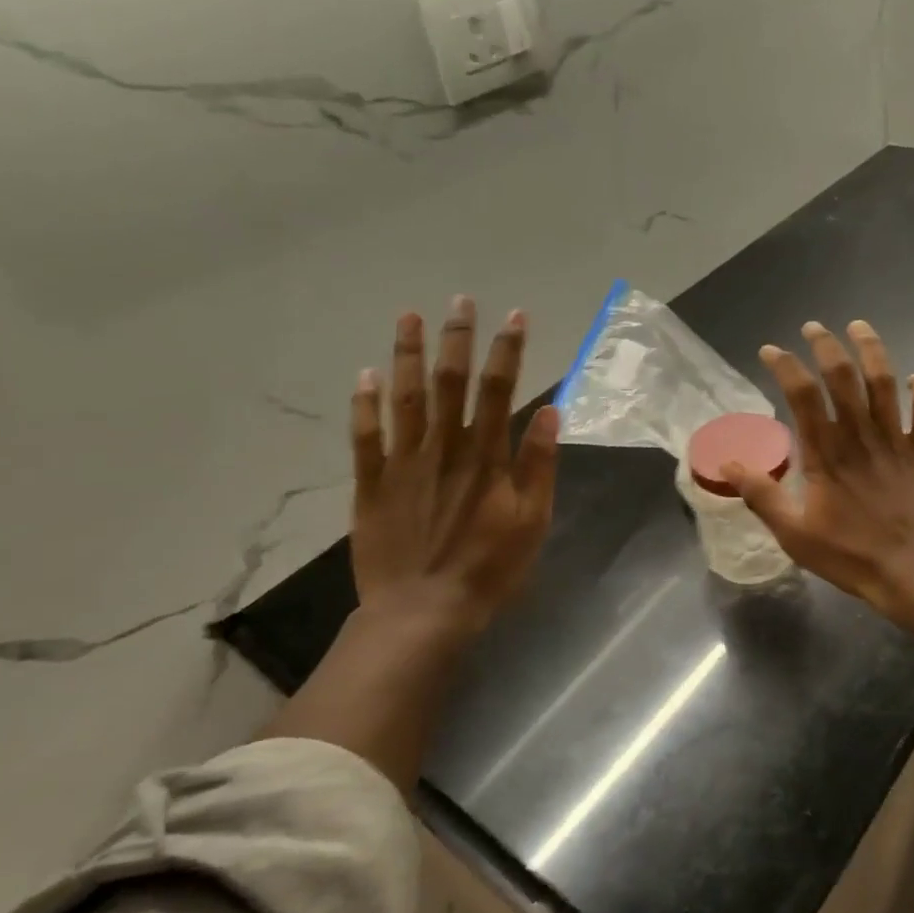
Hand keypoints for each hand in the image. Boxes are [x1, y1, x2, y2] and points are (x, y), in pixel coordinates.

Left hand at [349, 298, 559, 644]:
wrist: (422, 611)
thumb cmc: (489, 570)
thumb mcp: (532, 522)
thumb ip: (538, 465)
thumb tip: (549, 411)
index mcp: (486, 458)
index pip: (499, 390)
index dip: (507, 350)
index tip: (514, 316)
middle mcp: (443, 449)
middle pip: (449, 383)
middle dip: (457, 339)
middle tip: (460, 301)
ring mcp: (403, 464)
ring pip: (404, 398)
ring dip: (408, 355)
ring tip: (409, 317)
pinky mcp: (372, 484)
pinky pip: (365, 437)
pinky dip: (364, 405)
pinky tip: (365, 375)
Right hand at [722, 320, 913, 619]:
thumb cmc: (852, 555)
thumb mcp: (794, 534)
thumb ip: (762, 496)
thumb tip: (727, 463)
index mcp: (825, 454)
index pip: (802, 396)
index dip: (786, 366)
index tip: (771, 350)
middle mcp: (860, 437)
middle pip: (842, 377)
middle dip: (826, 346)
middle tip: (814, 327)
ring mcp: (896, 441)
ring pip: (884, 383)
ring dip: (872, 351)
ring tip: (859, 327)